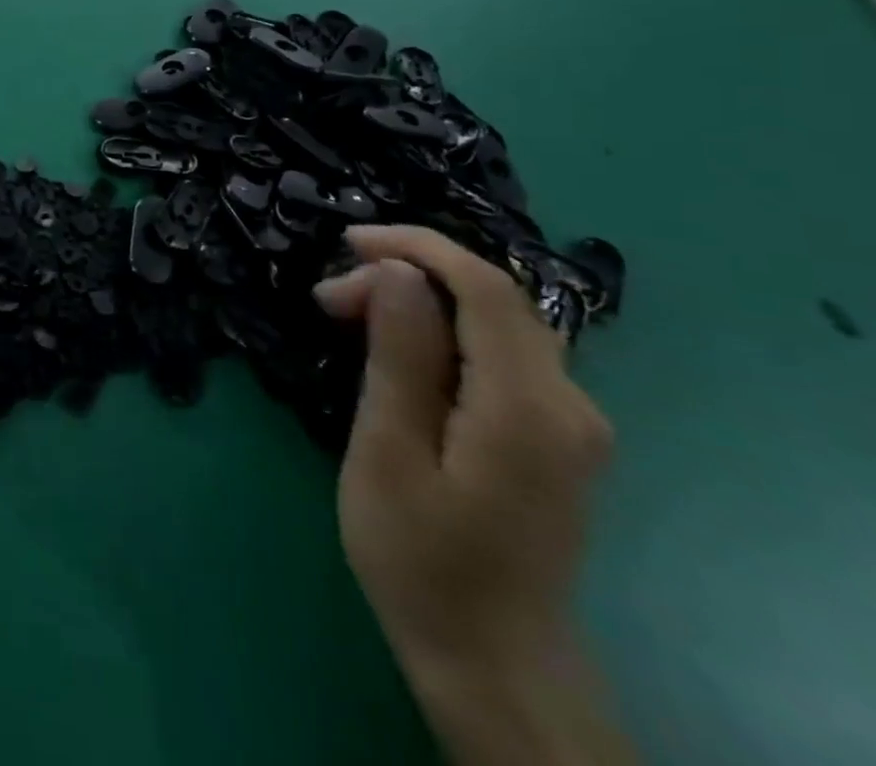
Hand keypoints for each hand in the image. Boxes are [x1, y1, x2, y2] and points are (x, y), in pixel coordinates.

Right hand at [314, 226, 612, 686]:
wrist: (492, 658)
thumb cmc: (420, 558)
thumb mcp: (388, 451)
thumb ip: (400, 356)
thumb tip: (396, 271)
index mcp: (527, 408)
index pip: (485, 287)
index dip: (416, 246)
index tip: (346, 242)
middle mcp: (570, 404)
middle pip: (493, 298)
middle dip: (408, 273)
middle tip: (329, 298)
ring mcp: (572, 422)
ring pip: (497, 321)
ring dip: (422, 299)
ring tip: (350, 314)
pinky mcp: (557, 435)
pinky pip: (501, 352)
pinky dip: (444, 328)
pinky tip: (396, 345)